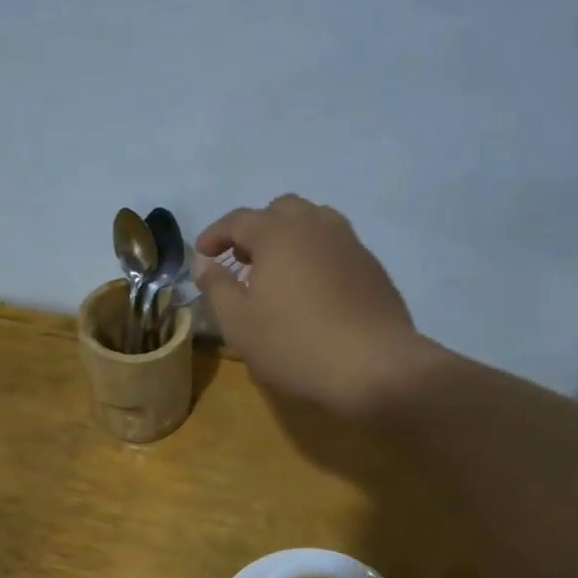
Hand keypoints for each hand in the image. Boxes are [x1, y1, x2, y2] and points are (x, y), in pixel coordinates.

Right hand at [193, 194, 427, 417]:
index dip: (215, 234)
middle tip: (242, 260)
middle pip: (281, 210)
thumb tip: (203, 261)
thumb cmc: (295, 343)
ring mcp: (350, 243)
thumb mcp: (239, 322)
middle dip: (256, 228)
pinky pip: (337, 246)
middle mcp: (316, 226)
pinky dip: (317, 255)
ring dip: (290, 237)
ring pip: (315, 222)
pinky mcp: (372, 267)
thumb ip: (216, 285)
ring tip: (279, 270)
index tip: (202, 254)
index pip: (239, 219)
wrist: (374, 367)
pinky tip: (313, 289)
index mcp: (279, 233)